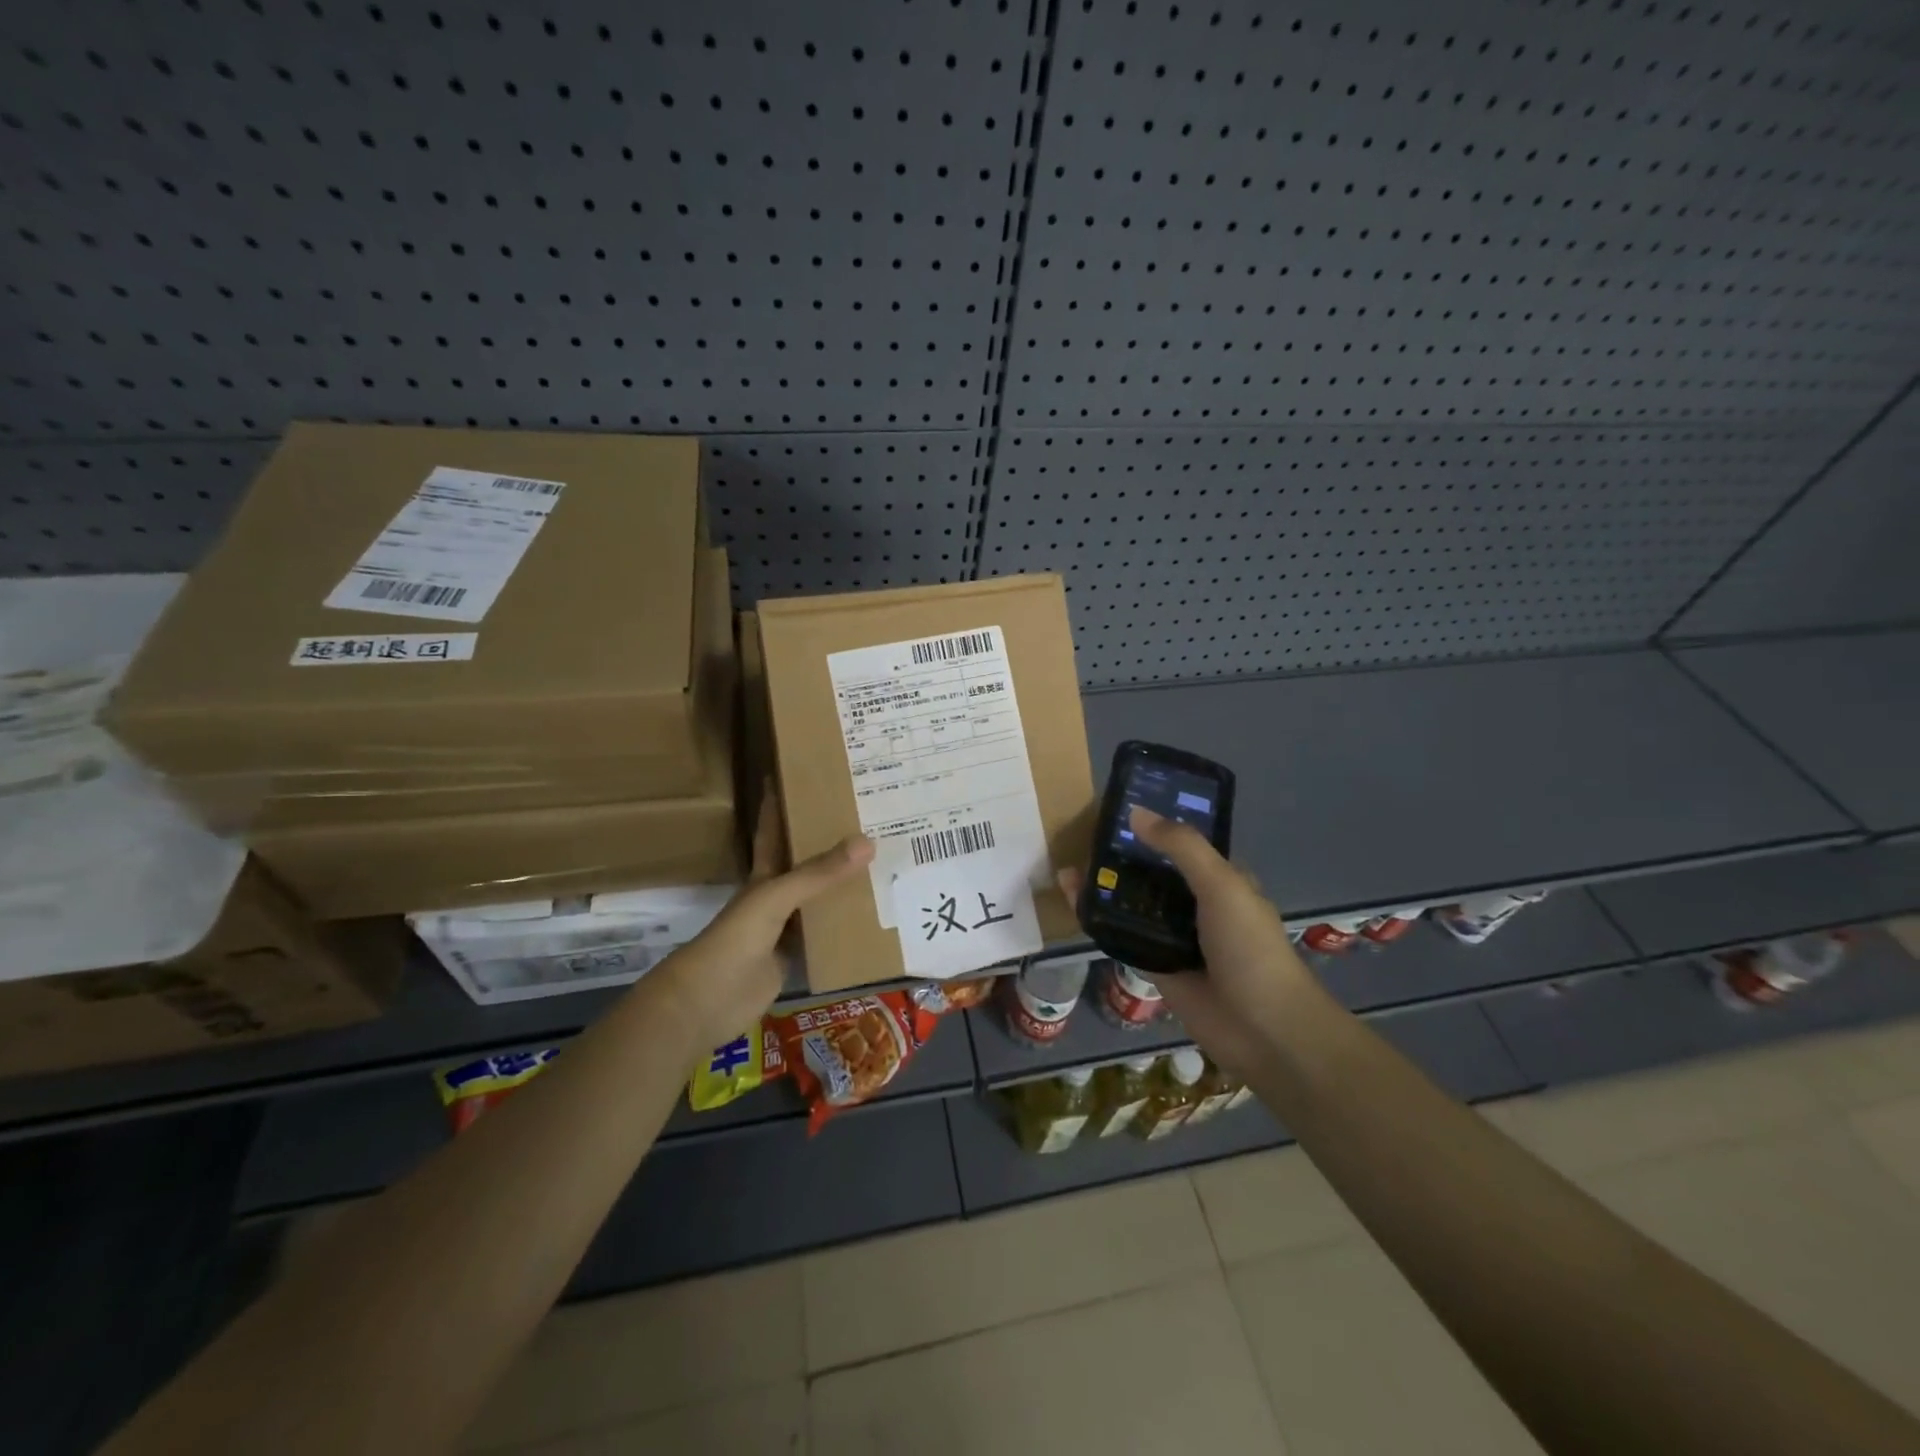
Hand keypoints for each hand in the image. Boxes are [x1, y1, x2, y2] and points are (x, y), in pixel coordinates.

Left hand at [655, 789, 874, 1049]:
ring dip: (842, 885)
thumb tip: (867, 841)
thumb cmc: (736, 938)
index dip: (779, 804)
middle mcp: (775, 897)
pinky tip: (874, 916)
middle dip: (827, 843)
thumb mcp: (776, 897)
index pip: (773, 831)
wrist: (710, 1000)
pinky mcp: (796, 958)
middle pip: (804, 865)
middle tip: (864, 819)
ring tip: (882, 863)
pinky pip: (826, 935)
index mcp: (763, 875)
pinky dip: (845, 926)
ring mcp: (785, 929)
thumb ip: (819, 873)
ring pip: (819, 900)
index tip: (797, 776)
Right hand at [1060, 806, 1312, 1078]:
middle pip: (1152, 873)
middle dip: (1122, 856)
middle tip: (1081, 834)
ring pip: (1133, 904)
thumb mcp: (1221, 884)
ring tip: (1068, 863)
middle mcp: (1196, 905)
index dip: (1155, 825)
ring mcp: (1174, 937)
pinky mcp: (1154, 966)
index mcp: (1220, 880)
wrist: (1262, 1029)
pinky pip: (1121, 936)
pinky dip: (1098, 919)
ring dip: (1106, 887)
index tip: (1119, 807)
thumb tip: (1135, 811)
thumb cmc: (1249, 947)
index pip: (1183, 844)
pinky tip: (1072, 901)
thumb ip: (1180, 847)